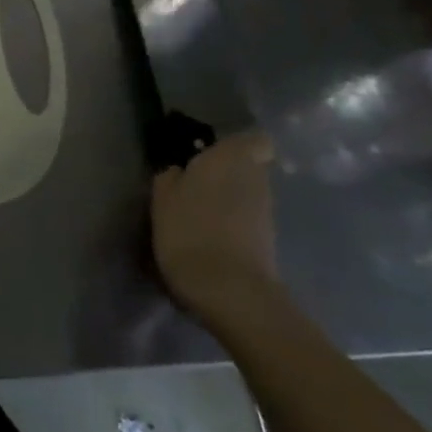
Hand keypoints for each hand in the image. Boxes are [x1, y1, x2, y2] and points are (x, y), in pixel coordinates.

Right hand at [151, 129, 280, 326]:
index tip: (209, 154)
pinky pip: (248, 221)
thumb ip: (171, 177)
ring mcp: (266, 213)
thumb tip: (179, 171)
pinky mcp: (269, 243)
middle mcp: (256, 180)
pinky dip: (233, 224)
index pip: (255, 140)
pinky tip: (209, 238)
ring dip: (229, 200)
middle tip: (194, 184)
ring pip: (249, 194)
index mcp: (230, 159)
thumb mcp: (162, 198)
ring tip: (197, 215)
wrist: (230, 291)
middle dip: (227, 173)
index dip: (236, 145)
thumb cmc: (190, 231)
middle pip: (249, 168)